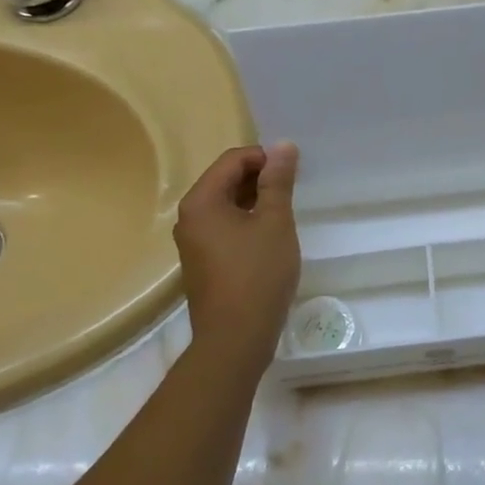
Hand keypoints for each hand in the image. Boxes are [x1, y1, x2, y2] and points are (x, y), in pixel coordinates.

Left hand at [174, 142, 300, 374]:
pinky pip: (225, 228)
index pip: (233, 160)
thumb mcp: (275, 222)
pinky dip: (247, 222)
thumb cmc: (258, 274)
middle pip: (226, 180)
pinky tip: (270, 238)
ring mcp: (193, 242)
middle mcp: (190, 217)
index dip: (265, 158)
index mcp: (202, 201)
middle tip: (293, 191)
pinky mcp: (203, 262)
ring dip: (256, 201)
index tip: (294, 171)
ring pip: (227, 205)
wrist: (236, 338)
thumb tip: (283, 146)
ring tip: (285, 213)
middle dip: (260, 178)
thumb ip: (278, 182)